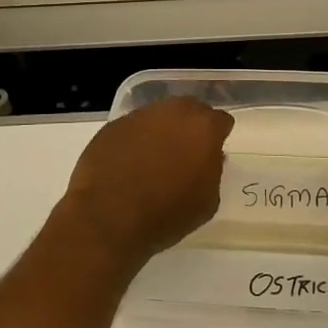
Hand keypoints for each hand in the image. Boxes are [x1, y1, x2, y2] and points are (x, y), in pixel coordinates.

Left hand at [56, 97, 234, 266]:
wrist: (107, 217)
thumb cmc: (165, 214)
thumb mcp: (207, 202)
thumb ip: (214, 172)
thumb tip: (208, 157)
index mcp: (203, 128)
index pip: (221, 121)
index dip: (218, 137)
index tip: (211, 154)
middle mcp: (173, 112)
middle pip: (190, 110)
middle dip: (191, 127)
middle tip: (185, 153)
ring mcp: (140, 115)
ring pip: (160, 116)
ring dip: (162, 131)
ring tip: (154, 160)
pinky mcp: (113, 125)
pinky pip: (133, 128)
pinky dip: (136, 140)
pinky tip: (129, 164)